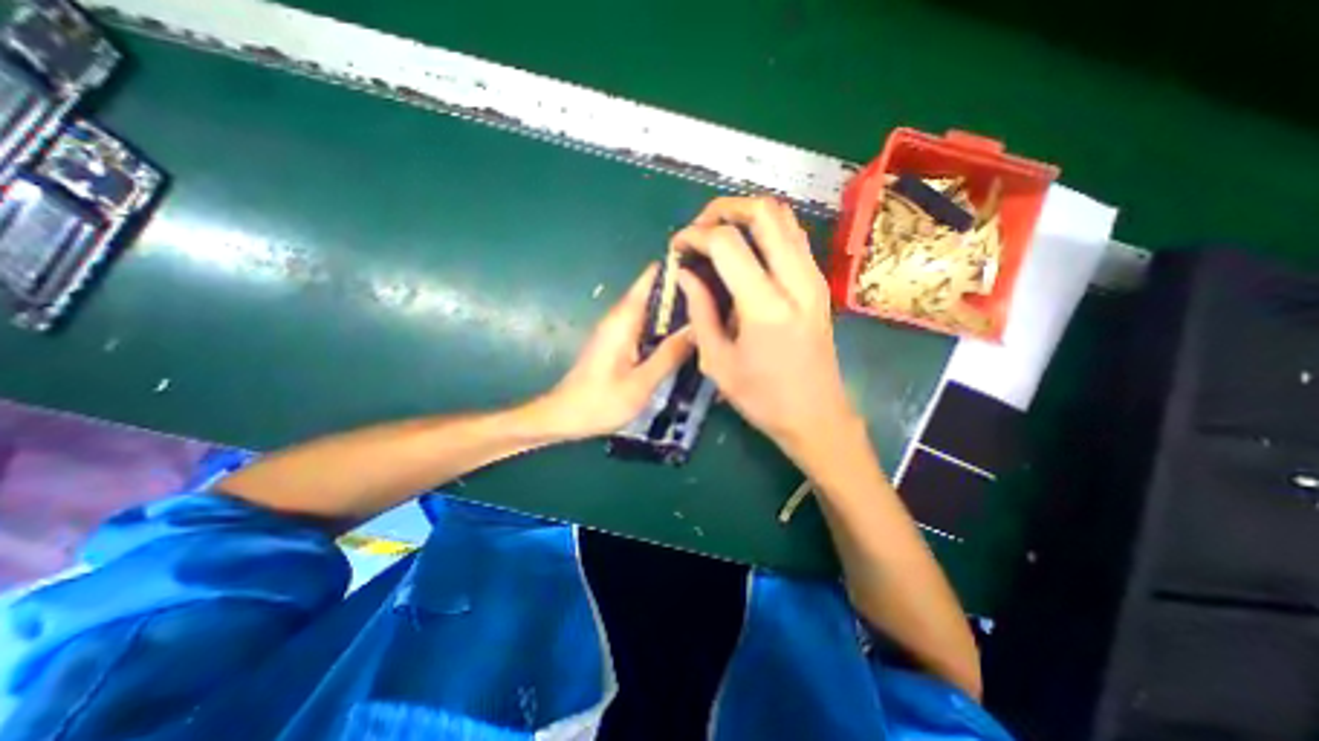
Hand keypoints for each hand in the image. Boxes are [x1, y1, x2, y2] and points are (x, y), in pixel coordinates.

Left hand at [538, 264, 699, 438]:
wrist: (564, 417)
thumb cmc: (600, 402)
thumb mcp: (641, 383)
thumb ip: (670, 354)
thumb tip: (699, 328)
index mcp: (624, 319)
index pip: (651, 278)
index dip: (678, 269)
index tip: (709, 270)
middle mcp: (620, 317)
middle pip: (655, 292)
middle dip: (684, 292)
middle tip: (719, 299)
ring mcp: (619, 330)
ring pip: (653, 310)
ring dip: (678, 311)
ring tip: (710, 316)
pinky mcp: (619, 343)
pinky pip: (647, 326)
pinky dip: (666, 327)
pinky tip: (686, 339)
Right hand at [675, 198, 860, 458]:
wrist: (817, 416)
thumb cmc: (762, 398)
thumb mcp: (718, 362)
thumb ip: (700, 310)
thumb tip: (686, 273)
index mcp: (765, 306)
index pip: (727, 243)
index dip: (695, 236)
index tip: (677, 247)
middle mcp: (796, 281)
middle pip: (764, 211)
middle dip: (723, 209)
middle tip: (699, 230)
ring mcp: (814, 279)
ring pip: (784, 217)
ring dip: (747, 215)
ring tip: (719, 236)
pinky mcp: (819, 284)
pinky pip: (793, 237)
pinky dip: (766, 230)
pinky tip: (745, 252)